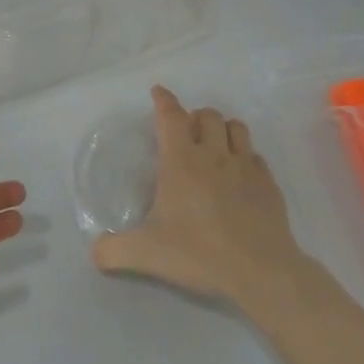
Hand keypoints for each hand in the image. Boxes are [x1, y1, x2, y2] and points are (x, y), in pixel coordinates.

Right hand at [91, 86, 313, 310]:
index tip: (158, 92)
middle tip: (186, 133)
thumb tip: (95, 252)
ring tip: (214, 145)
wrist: (260, 271)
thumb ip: (114, 251)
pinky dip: (245, 157)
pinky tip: (240, 175)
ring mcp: (246, 167)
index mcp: (181, 162)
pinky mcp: (269, 184)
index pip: (171, 117)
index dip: (163, 101)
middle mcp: (214, 155)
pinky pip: (256, 156)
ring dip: (223, 129)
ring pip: (237, 127)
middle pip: (208, 115)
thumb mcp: (146, 254)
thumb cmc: (198, 252)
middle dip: (195, 117)